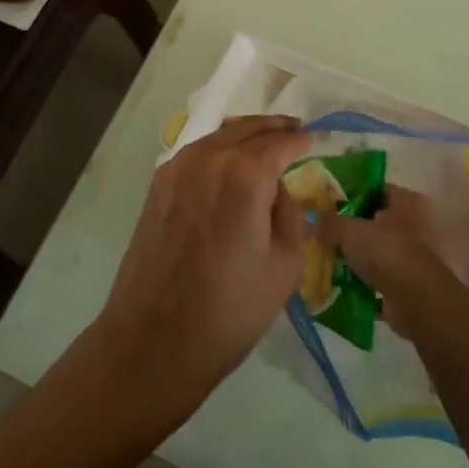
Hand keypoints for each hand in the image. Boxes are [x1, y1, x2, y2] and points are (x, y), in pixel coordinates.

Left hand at [95, 116, 310, 409]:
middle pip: (246, 129)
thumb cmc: (230, 308)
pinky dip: (218, 149)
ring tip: (264, 145)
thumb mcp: (285, 265)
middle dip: (272, 128)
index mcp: (244, 174)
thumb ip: (290, 215)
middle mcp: (208, 159)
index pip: (279, 143)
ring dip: (244, 135)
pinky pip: (196, 154)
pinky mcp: (158, 187)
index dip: (299, 140)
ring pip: (218, 137)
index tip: (313, 138)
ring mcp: (177, 169)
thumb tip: (278, 191)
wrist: (155, 339)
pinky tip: (229, 165)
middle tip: (293, 130)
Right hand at [329, 185, 468, 345]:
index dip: (353, 193)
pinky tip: (338, 283)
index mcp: (403, 204)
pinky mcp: (404, 284)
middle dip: (350, 228)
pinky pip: (376, 279)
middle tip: (322, 231)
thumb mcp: (350, 231)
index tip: (329, 201)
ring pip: (374, 251)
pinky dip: (361, 282)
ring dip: (355, 257)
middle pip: (374, 222)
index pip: (376, 189)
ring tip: (326, 257)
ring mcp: (408, 257)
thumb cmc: (386, 253)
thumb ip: (330, 221)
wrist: (416, 302)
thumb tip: (310, 216)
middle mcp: (410, 226)